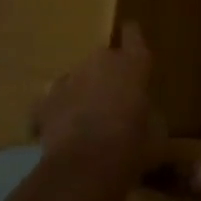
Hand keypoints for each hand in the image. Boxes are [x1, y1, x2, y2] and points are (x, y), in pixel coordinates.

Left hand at [34, 23, 153, 178]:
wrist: (85, 166)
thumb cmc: (132, 145)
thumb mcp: (155, 130)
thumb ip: (147, 110)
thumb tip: (141, 112)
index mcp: (133, 64)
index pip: (133, 34)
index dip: (132, 38)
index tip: (130, 41)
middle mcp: (101, 61)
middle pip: (104, 58)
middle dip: (107, 74)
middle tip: (112, 100)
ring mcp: (69, 78)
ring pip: (77, 78)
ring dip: (82, 92)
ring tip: (85, 120)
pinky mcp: (45, 101)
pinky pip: (53, 102)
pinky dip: (57, 112)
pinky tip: (61, 132)